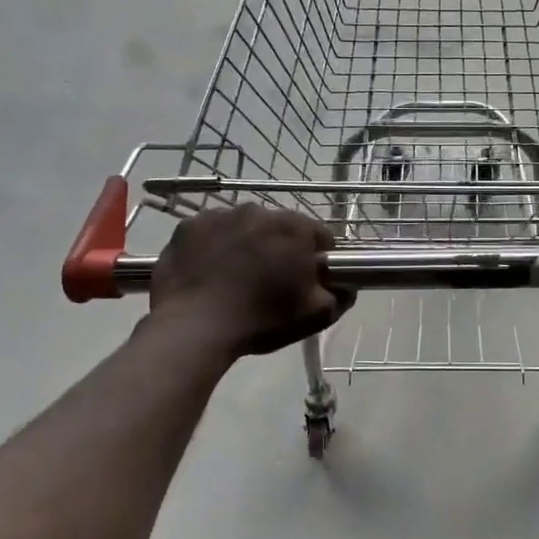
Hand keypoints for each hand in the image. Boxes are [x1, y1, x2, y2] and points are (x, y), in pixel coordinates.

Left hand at [149, 206, 353, 357]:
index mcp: (295, 228)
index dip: (317, 258)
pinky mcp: (190, 225)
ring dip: (247, 243)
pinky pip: (212, 231)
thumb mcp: (315, 316)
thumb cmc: (261, 320)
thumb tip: (348, 284)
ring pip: (245, 226)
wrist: (193, 328)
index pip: (319, 236)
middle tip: (270, 281)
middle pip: (280, 227)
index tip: (306, 280)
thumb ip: (341, 296)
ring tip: (236, 276)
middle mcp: (261, 211)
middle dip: (280, 248)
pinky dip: (214, 245)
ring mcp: (221, 214)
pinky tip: (210, 271)